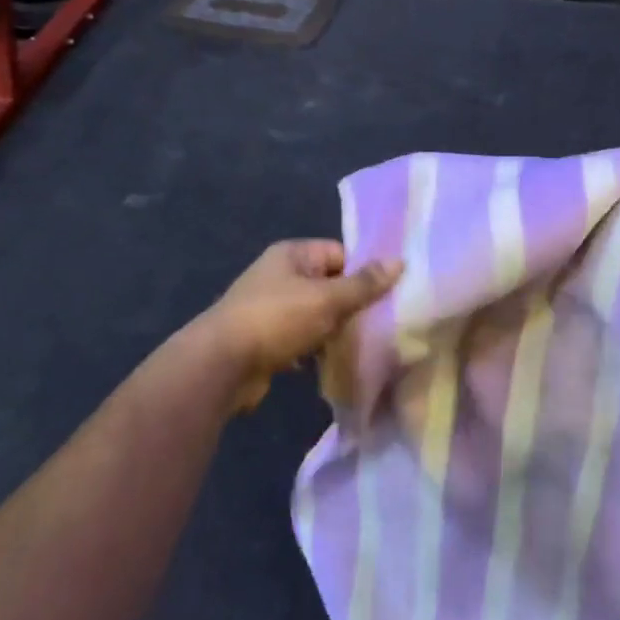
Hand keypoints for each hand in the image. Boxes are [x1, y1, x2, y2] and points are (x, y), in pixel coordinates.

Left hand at [194, 241, 402, 411]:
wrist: (220, 366)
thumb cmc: (277, 319)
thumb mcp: (327, 299)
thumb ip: (364, 284)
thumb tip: (400, 261)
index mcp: (293, 254)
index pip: (340, 254)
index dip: (364, 271)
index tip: (389, 293)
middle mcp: (280, 275)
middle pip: (329, 284)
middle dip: (352, 304)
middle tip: (382, 322)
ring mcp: (270, 308)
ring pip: (316, 314)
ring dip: (335, 329)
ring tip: (363, 344)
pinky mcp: (265, 339)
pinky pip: (301, 338)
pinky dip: (316, 348)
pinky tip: (333, 362)